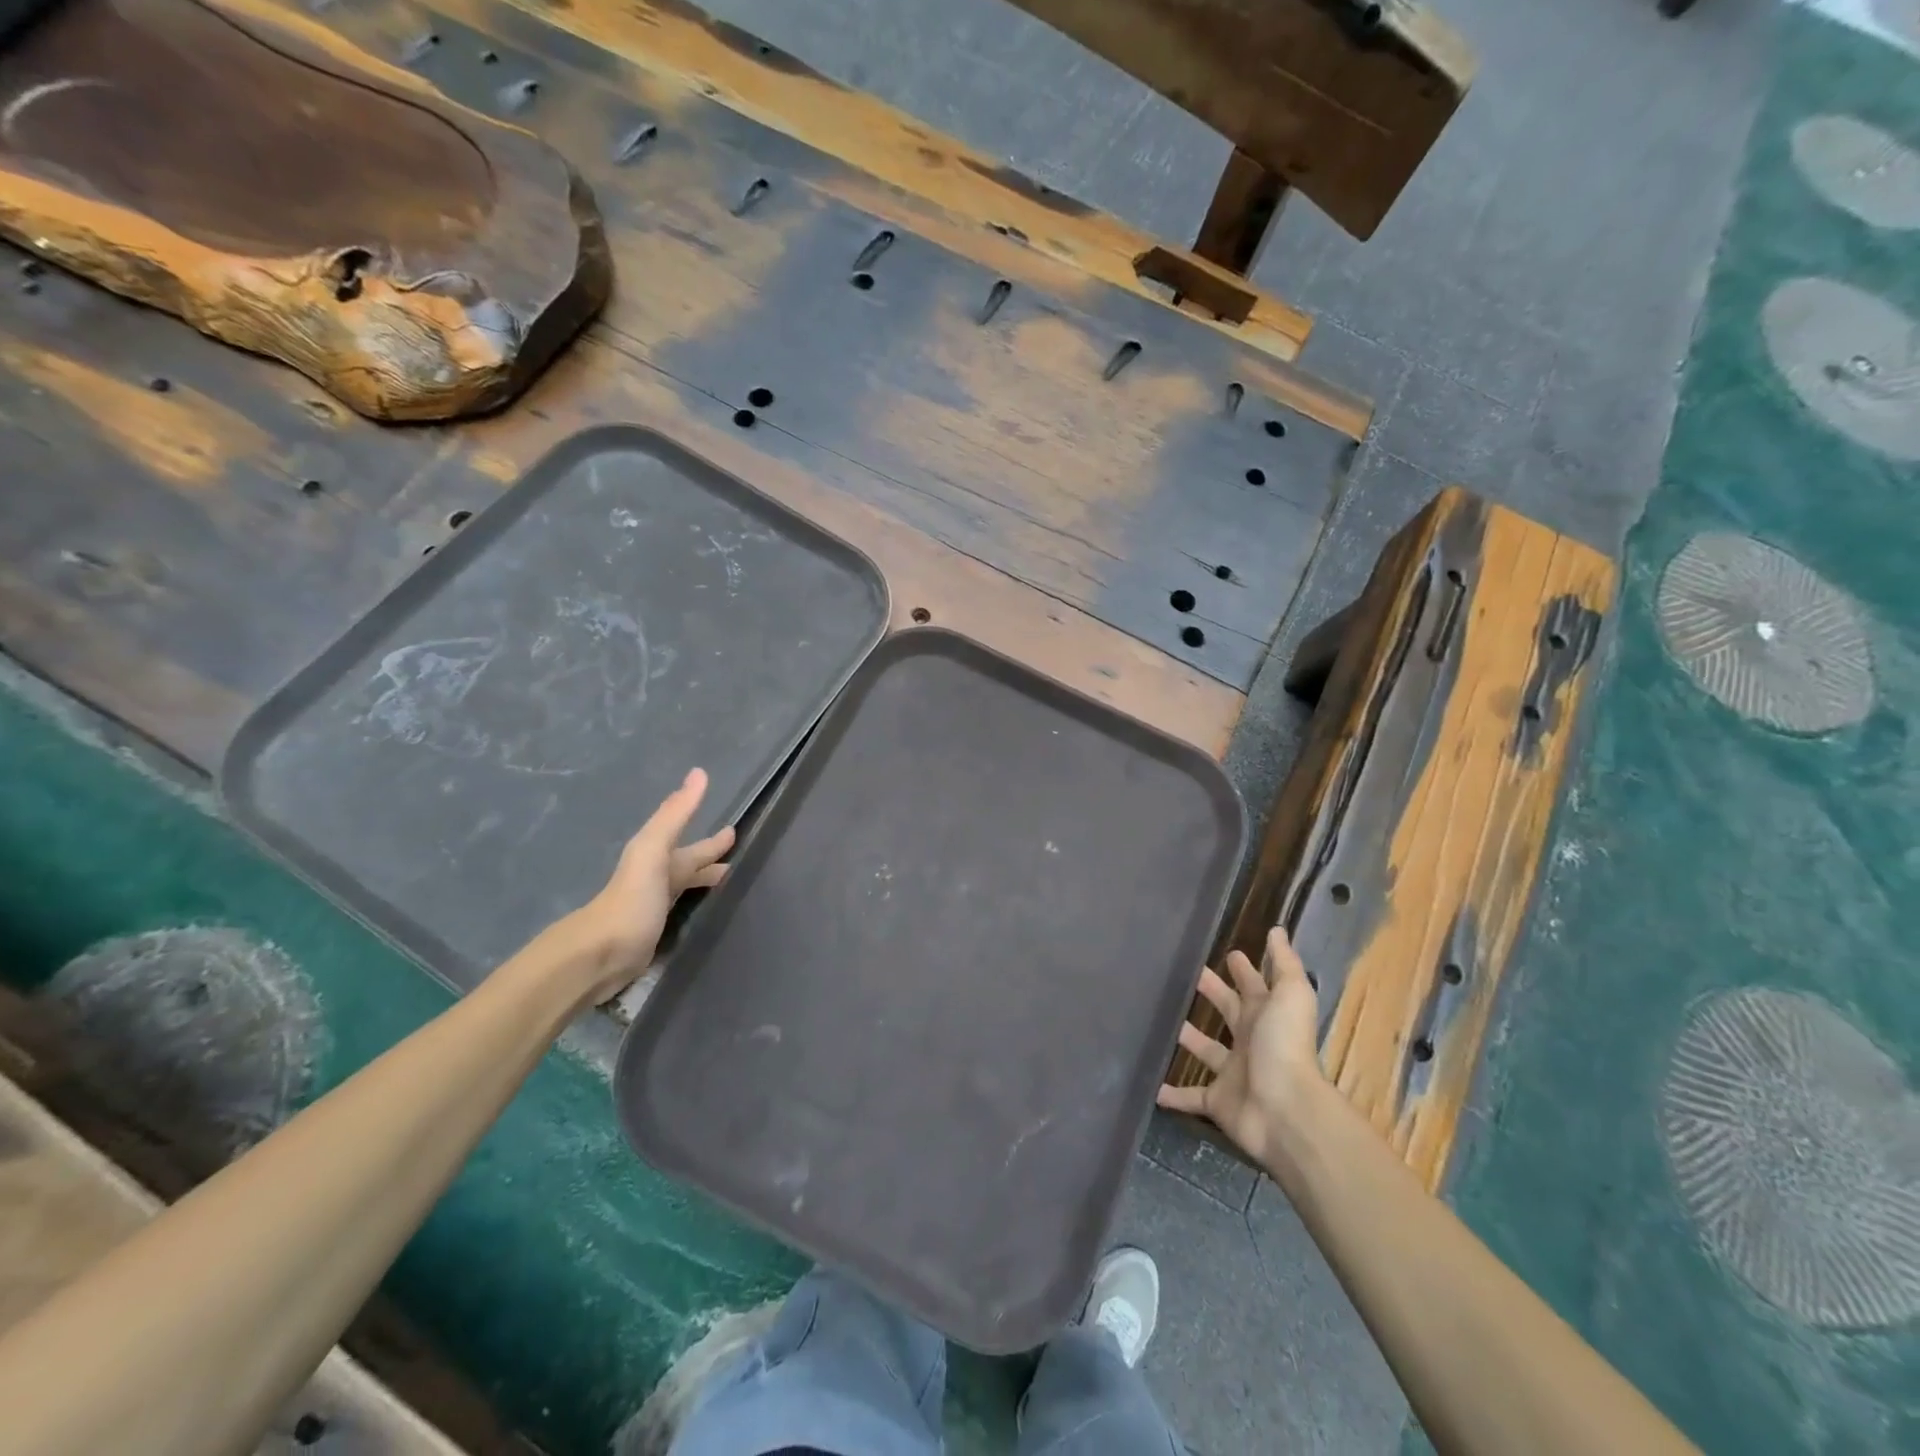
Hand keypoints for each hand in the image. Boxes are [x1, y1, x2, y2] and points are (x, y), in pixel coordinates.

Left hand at [559, 768, 734, 1002]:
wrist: (599, 955)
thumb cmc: (631, 900)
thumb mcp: (653, 850)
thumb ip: (675, 814)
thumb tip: (699, 773)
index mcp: (657, 857)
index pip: (692, 844)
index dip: (712, 839)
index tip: (734, 829)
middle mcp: (657, 879)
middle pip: (688, 864)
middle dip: (709, 857)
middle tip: (739, 854)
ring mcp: (655, 909)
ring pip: (686, 888)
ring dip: (705, 882)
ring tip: (732, 884)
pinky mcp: (656, 936)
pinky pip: (683, 912)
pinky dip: (698, 907)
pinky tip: (709, 914)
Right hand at [1157, 927, 1323, 1164]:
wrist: (1286, 1111)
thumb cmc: (1285, 1046)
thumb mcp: (1291, 995)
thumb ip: (1284, 963)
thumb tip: (1277, 929)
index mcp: (1266, 1016)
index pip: (1252, 986)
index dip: (1243, 970)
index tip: (1227, 951)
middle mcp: (1250, 1041)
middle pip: (1228, 1011)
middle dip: (1212, 992)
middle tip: (1184, 973)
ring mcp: (1233, 1073)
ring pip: (1206, 1049)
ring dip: (1188, 1038)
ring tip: (1160, 1020)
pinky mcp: (1217, 1101)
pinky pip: (1190, 1096)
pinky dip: (1173, 1094)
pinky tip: (1151, 1085)